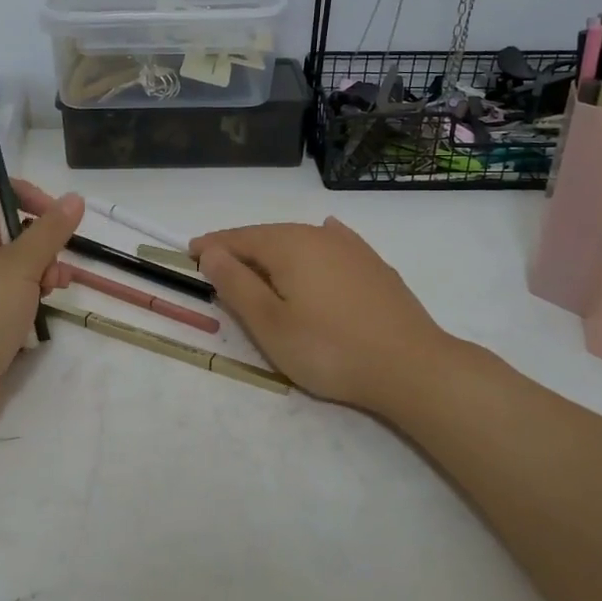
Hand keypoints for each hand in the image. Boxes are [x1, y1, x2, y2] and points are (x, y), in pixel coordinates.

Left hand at [0, 182, 84, 440]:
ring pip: (3, 264)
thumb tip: (74, 199)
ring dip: (36, 270)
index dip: (18, 194)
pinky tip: (45, 306)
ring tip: (56, 288)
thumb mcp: (16, 269)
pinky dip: (23, 296)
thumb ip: (48, 232)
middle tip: (56, 261)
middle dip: (35, 243)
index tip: (52, 212)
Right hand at [190, 217, 451, 417]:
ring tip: (259, 266)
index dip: (212, 246)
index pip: (238, 238)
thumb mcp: (270, 323)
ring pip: (301, 240)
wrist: (411, 366)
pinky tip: (323, 238)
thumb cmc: (329, 349)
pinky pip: (333, 245)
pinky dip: (314, 246)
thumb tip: (212, 252)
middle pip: (269, 236)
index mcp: (288, 245)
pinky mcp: (375, 265)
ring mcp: (352, 248)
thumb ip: (236, 284)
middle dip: (241, 248)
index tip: (189, 255)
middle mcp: (319, 235)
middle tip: (218, 265)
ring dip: (275, 251)